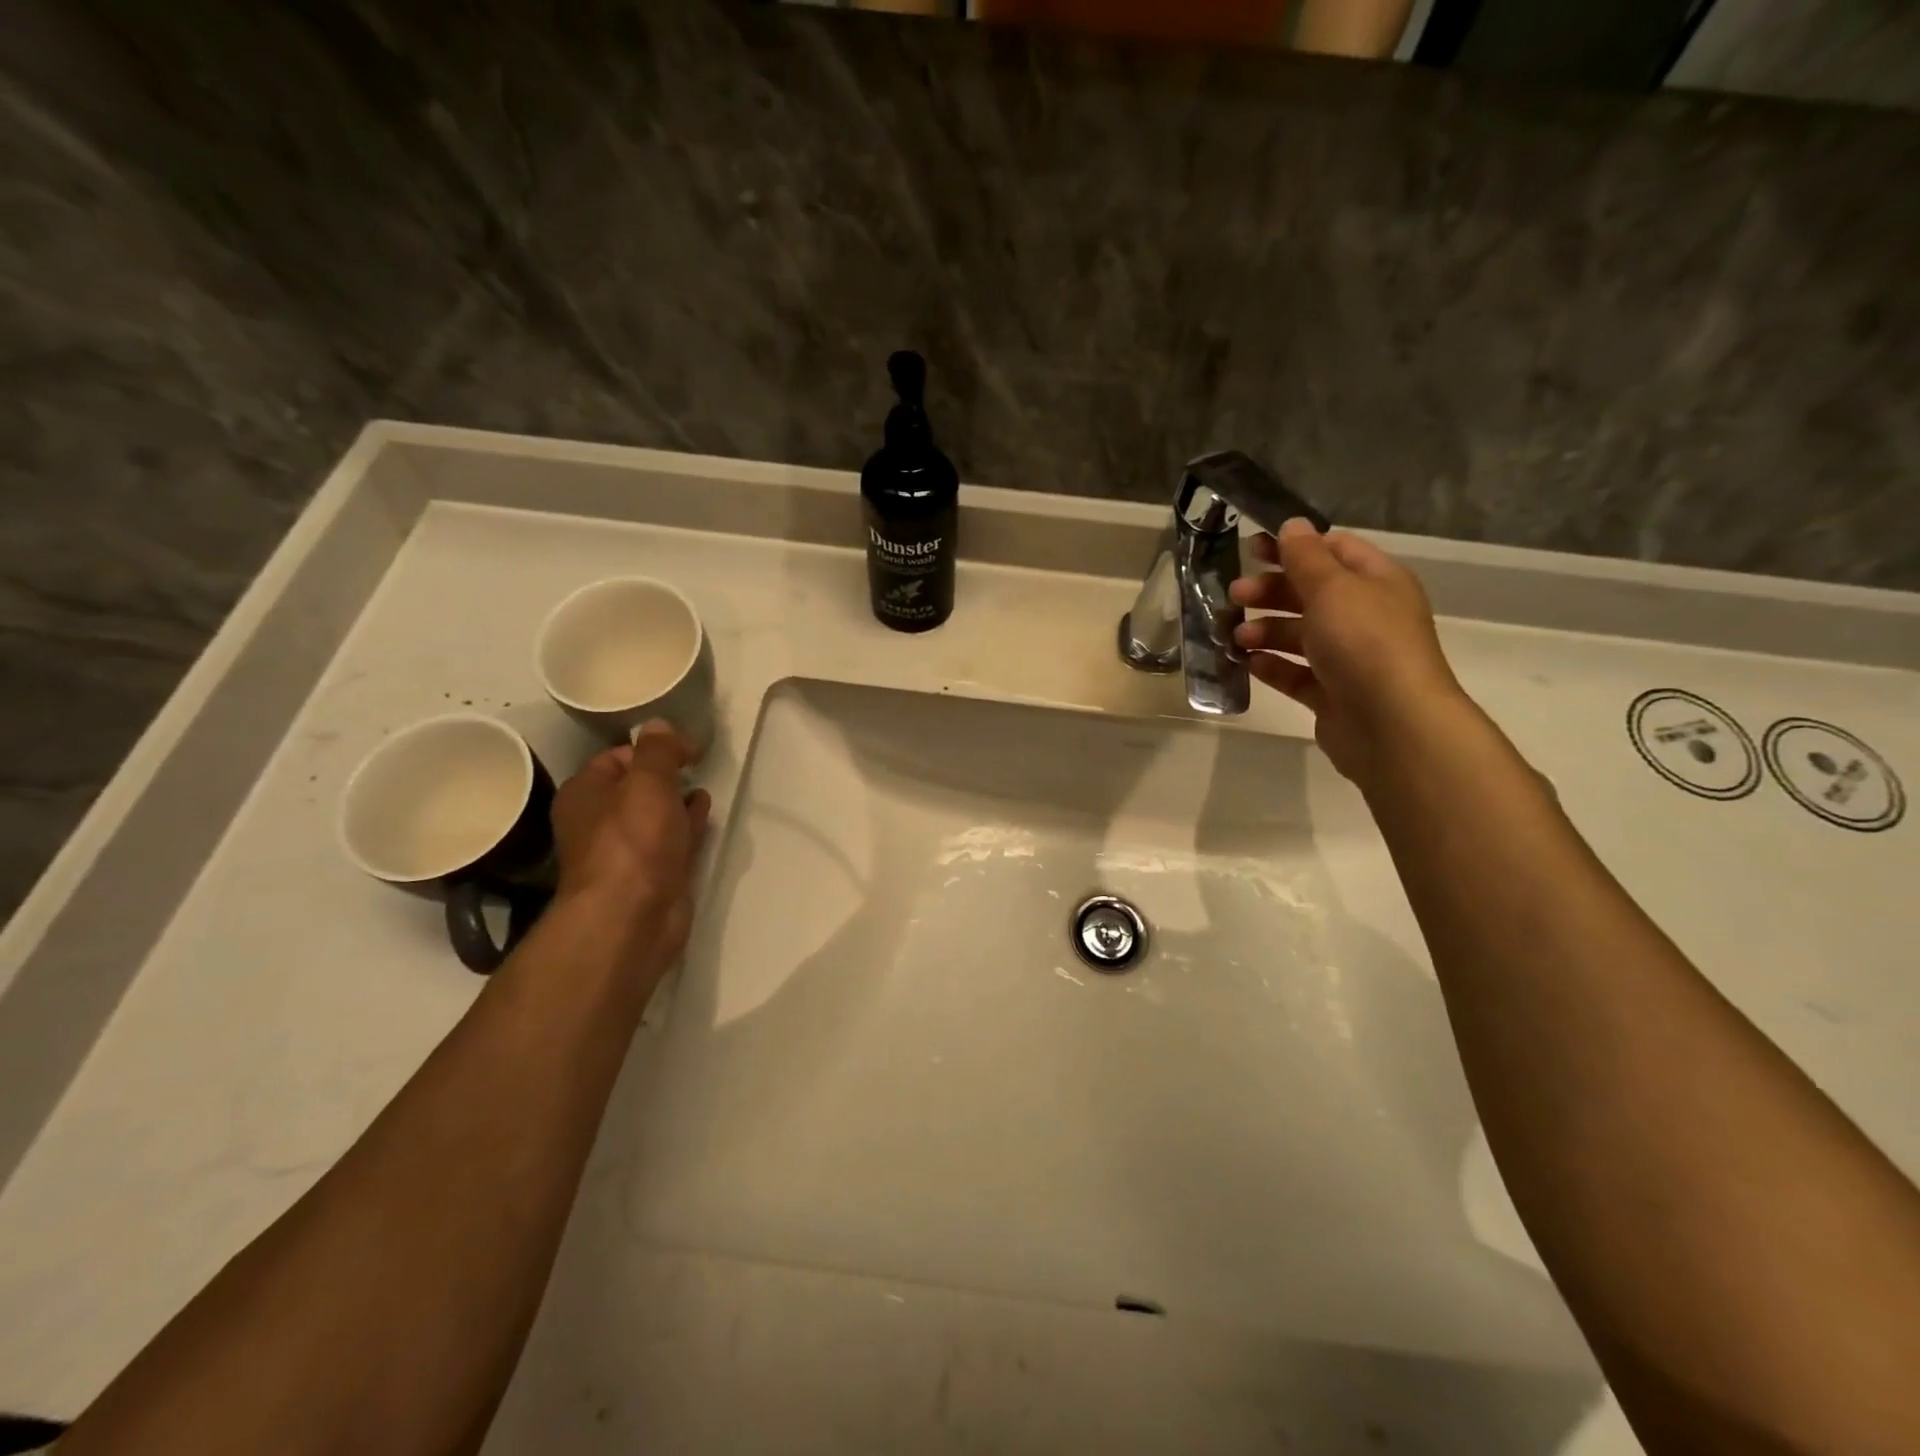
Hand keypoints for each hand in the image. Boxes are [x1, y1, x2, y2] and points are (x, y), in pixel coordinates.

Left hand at [550, 722, 711, 968]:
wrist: (632, 916)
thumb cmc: (633, 841)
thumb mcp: (647, 781)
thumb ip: (658, 750)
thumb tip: (660, 725)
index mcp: (586, 794)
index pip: (616, 757)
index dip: (651, 747)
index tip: (686, 747)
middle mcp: (600, 821)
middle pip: (636, 787)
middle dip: (665, 774)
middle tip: (697, 762)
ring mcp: (628, 851)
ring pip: (656, 815)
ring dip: (678, 800)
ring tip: (705, 784)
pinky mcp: (654, 875)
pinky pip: (673, 841)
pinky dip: (688, 825)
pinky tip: (705, 814)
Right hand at [1229, 519, 1466, 786]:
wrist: (1391, 723)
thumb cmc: (1364, 642)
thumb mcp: (1332, 588)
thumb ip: (1306, 557)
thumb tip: (1292, 524)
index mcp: (1375, 582)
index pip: (1334, 550)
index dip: (1293, 546)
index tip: (1251, 548)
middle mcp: (1365, 616)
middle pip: (1310, 593)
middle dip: (1270, 591)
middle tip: (1234, 595)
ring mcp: (1348, 658)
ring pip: (1299, 635)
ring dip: (1265, 630)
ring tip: (1235, 637)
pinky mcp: (1331, 694)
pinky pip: (1295, 674)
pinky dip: (1272, 666)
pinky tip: (1249, 664)